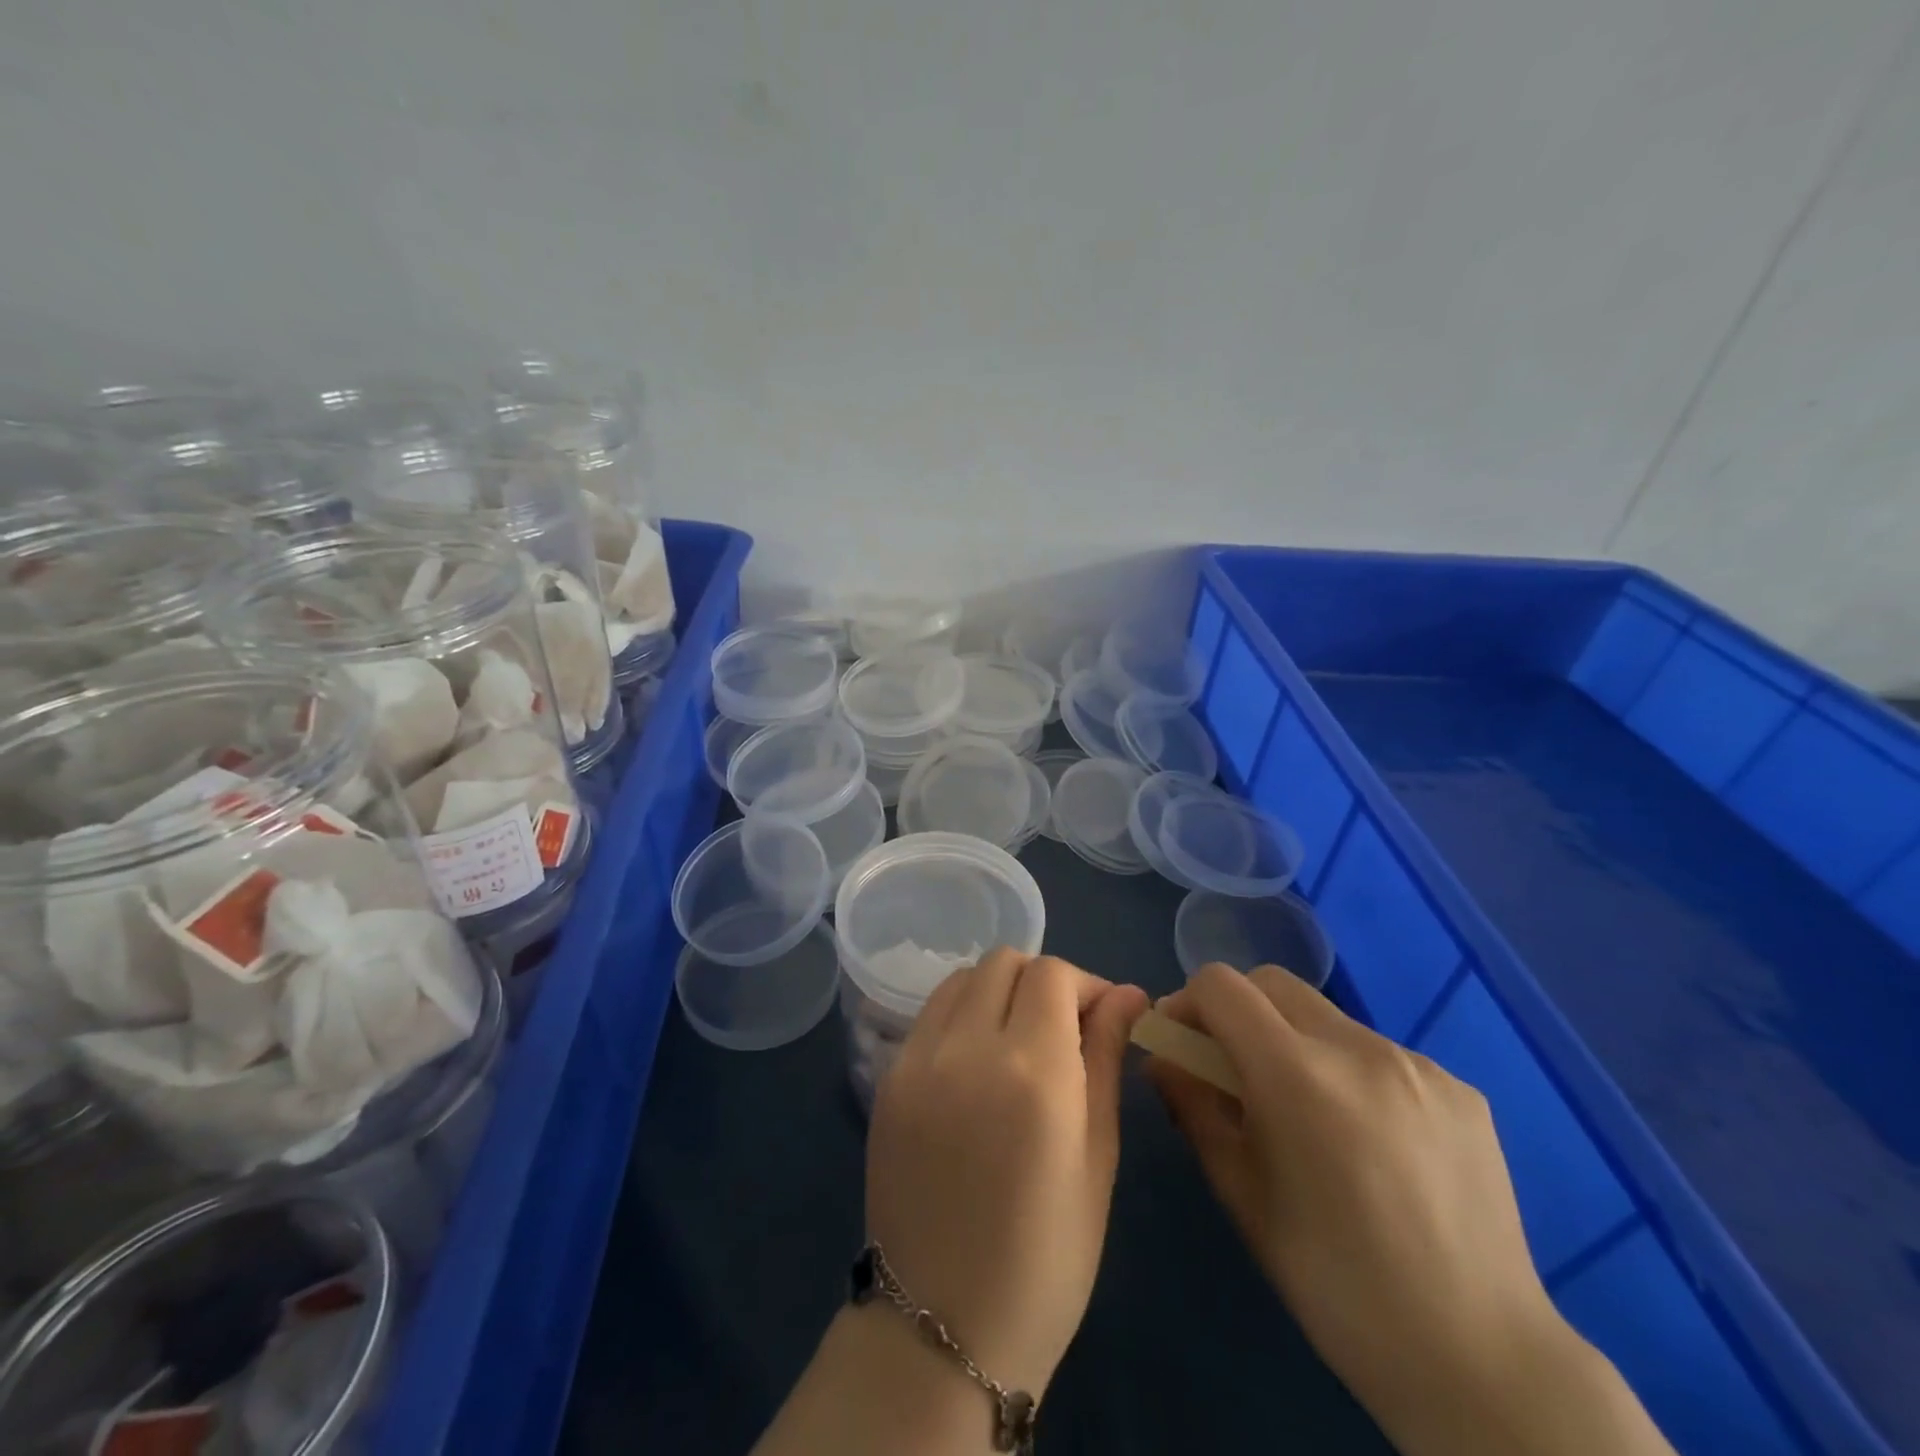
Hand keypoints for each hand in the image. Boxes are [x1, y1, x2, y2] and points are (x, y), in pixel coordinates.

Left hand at [865, 950, 1149, 1398]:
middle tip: (1064, 1029)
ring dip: (999, 990)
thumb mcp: (1097, 1159)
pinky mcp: (886, 1077)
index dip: (1086, 984)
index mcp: (1033, 1071)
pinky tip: (978, 1062)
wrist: (939, 1328)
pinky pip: (931, 1014)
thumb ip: (1106, 1059)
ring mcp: (917, 1059)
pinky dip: (962, 1014)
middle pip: (1005, 962)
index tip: (1104, 1018)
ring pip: (963, 978)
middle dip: (1043, 980)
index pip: (1054, 974)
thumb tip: (1127, 994)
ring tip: (1019, 1040)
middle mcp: (968, 1047)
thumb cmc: (1045, 1260)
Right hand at [1149, 964, 1673, 1455]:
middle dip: (1237, 1010)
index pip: (1222, 985)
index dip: (1188, 1003)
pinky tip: (1367, 1139)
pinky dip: (1350, 1072)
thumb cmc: (1334, 1283)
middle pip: (1273, 982)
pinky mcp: (1460, 1089)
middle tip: (1231, 1069)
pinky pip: (1380, 1054)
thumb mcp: (1240, 1193)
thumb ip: (1193, 1107)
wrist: (1479, 1361)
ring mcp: (1418, 1064)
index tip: (1181, 1045)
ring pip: (1327, 1018)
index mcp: (1297, 1074)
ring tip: (1305, 1113)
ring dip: (1294, 1042)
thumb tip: (1163, 1058)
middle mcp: (1359, 1047)